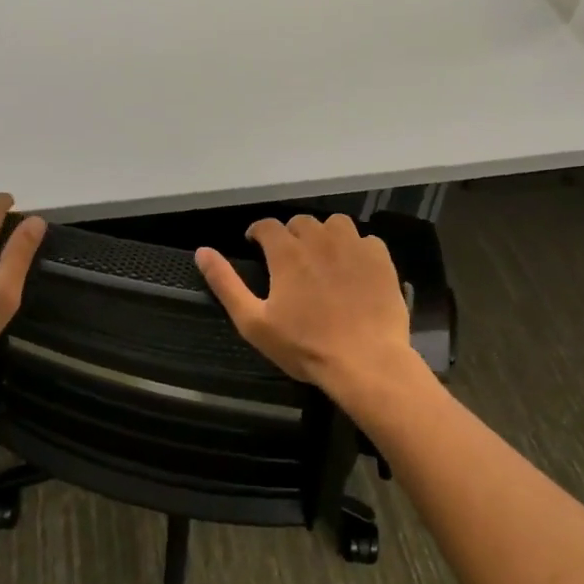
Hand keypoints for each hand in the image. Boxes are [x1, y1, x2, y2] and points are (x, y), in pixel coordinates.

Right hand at [195, 214, 415, 399]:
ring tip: (323, 258)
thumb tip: (202, 252)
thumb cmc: (304, 346)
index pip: (267, 225)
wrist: (366, 362)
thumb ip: (226, 283)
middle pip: (301, 221)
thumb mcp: (253, 321)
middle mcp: (320, 239)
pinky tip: (354, 269)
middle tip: (289, 260)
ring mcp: (354, 247)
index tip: (255, 245)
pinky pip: (366, 240)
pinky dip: (356, 248)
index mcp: (287, 252)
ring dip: (325, 235)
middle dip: (291, 235)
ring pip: (335, 224)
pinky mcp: (381, 259)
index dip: (258, 232)